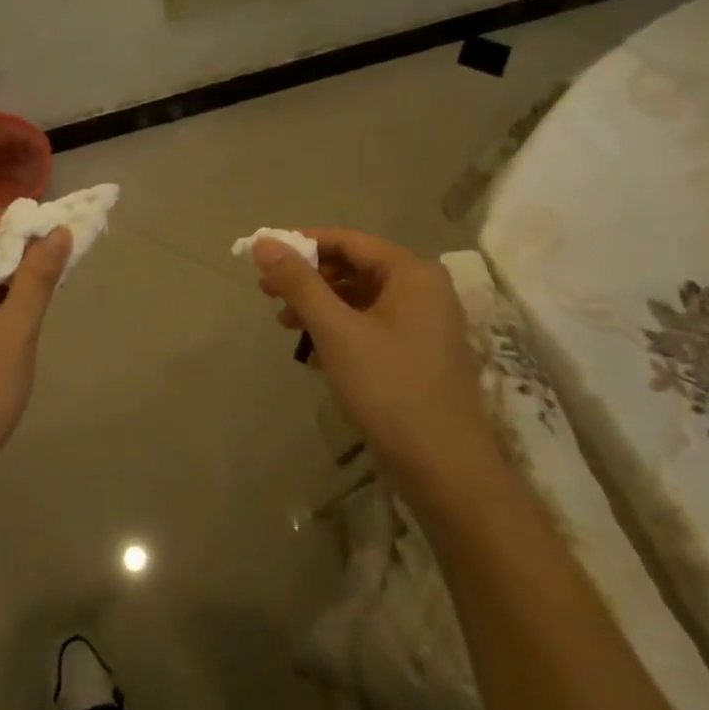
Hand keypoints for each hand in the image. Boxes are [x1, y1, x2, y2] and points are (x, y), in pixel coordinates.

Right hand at [253, 228, 487, 465]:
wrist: (444, 468)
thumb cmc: (388, 388)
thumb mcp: (335, 330)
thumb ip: (298, 282)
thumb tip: (264, 242)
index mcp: (412, 273)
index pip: (348, 240)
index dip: (302, 243)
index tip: (263, 256)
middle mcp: (424, 288)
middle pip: (355, 266)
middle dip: (308, 277)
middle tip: (266, 292)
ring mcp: (426, 322)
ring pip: (361, 296)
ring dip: (320, 303)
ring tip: (284, 321)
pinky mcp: (420, 351)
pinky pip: (372, 322)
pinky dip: (340, 326)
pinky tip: (313, 346)